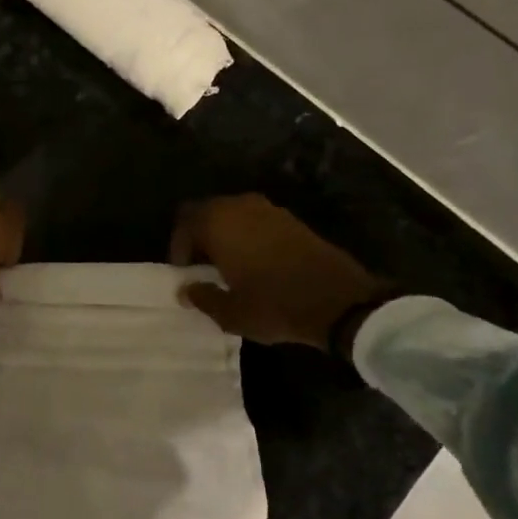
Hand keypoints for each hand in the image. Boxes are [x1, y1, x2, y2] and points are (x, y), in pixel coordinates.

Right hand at [173, 195, 387, 350]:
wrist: (338, 300)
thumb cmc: (274, 304)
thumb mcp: (230, 312)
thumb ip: (202, 297)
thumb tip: (186, 290)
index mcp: (218, 222)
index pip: (184, 222)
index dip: (178, 247)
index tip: (184, 272)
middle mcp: (240, 206)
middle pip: (207, 212)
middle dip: (199, 237)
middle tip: (200, 267)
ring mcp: (269, 209)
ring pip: (233, 215)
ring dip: (225, 235)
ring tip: (227, 266)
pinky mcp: (291, 220)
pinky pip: (256, 221)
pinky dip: (247, 236)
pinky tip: (254, 264)